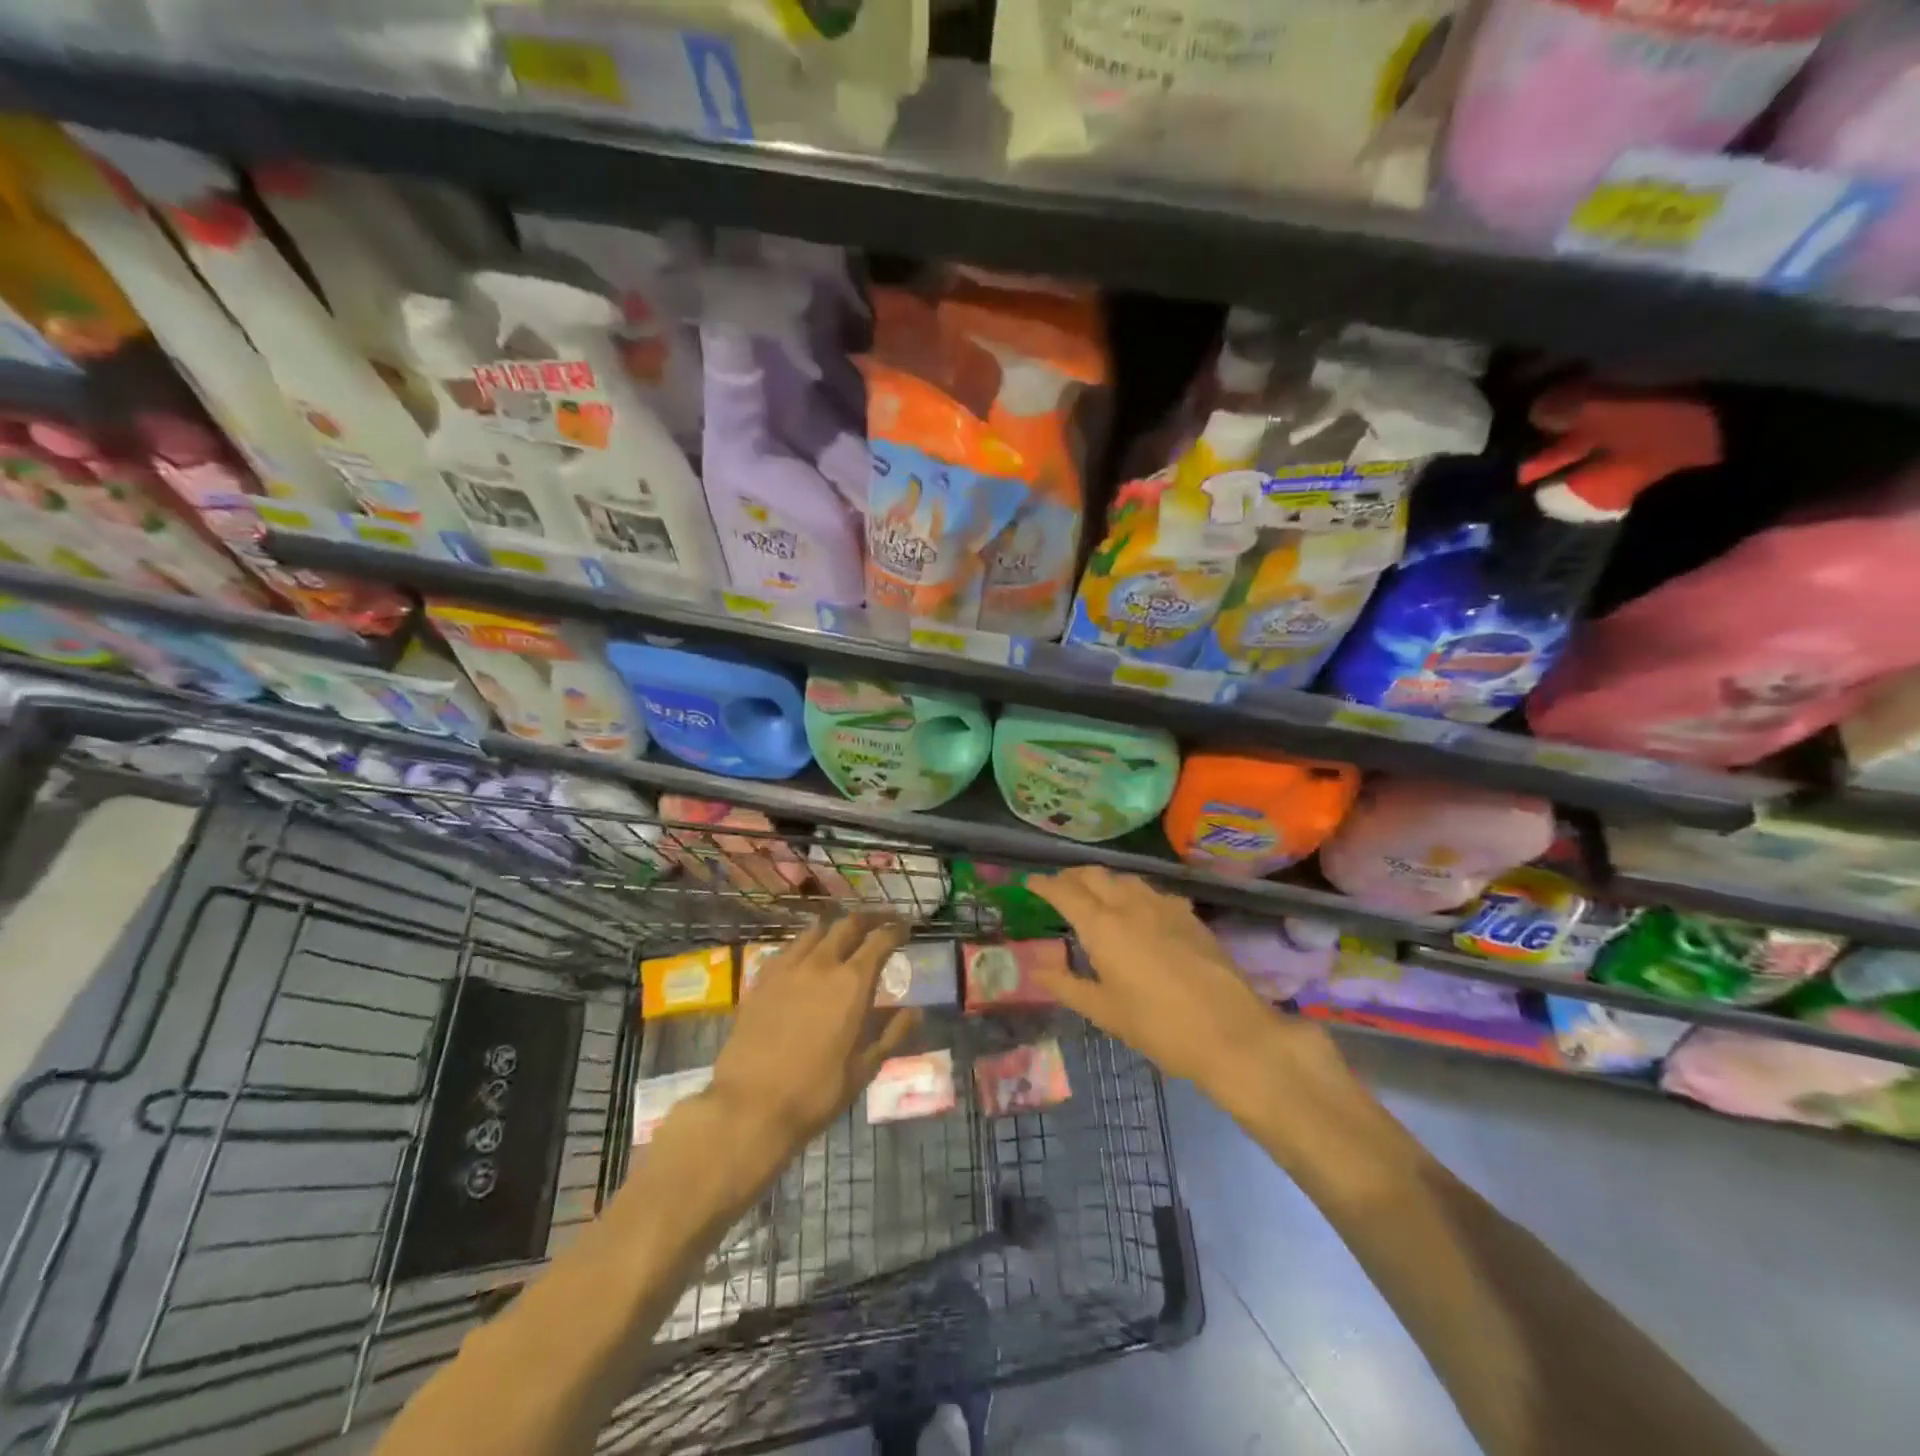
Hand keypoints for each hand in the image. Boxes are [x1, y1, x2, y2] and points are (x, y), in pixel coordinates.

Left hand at [708, 913, 918, 1147]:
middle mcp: (821, 964)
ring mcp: (786, 969)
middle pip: (847, 925)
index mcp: (852, 983)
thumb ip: (893, 1034)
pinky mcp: (760, 980)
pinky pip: (787, 949)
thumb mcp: (865, 1068)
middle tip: (878, 923)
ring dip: (834, 929)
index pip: (879, 940)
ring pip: (815, 931)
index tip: (904, 928)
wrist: (750, 1106)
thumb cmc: (816, 1091)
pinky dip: (803, 946)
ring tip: (841, 937)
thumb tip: (917, 1011)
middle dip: (867, 919)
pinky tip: (804, 959)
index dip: (895, 930)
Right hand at [1027, 868, 1348, 1108]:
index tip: (1030, 882)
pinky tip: (1139, 913)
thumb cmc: (1159, 1027)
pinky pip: (1153, 892)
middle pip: (1094, 875)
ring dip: (1103, 881)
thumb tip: (1035, 968)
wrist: (1232, 1033)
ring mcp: (1164, 906)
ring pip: (1125, 878)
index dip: (1044, 884)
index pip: (1064, 891)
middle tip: (1058, 889)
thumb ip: (1066, 985)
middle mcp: (1131, 905)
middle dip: (1071, 876)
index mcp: (1103, 926)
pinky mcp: (1189, 915)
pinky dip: (1134, 893)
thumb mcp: (1105, 1012)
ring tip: (1095, 896)